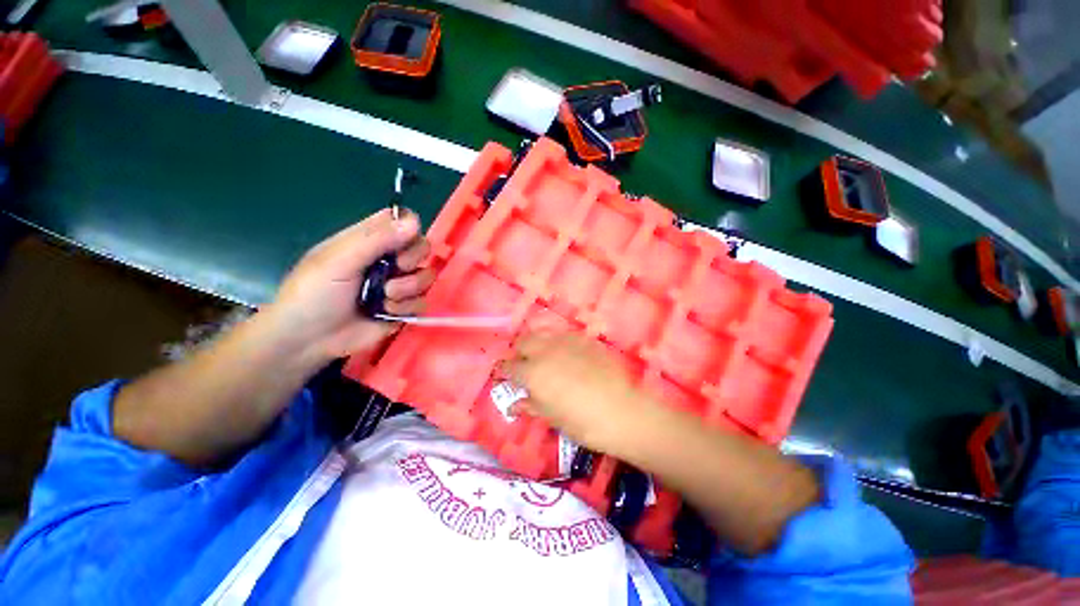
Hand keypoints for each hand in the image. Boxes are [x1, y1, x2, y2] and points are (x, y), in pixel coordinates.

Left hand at [268, 209, 434, 362]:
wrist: (309, 340)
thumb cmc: (314, 293)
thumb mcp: (339, 261)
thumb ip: (376, 240)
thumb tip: (413, 223)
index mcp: (370, 240)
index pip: (402, 220)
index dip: (410, 227)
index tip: (402, 242)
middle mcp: (389, 259)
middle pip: (422, 246)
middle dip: (412, 260)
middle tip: (395, 268)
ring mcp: (399, 284)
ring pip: (426, 276)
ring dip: (408, 288)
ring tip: (384, 299)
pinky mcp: (405, 307)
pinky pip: (423, 301)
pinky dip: (406, 308)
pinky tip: (386, 312)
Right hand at [500, 331, 661, 454]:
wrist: (622, 411)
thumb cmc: (582, 422)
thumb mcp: (552, 417)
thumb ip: (530, 405)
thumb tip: (514, 405)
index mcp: (533, 372)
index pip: (510, 366)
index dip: (505, 371)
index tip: (504, 375)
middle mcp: (546, 351)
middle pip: (524, 342)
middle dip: (519, 352)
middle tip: (524, 365)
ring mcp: (566, 341)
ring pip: (542, 333)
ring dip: (537, 343)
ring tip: (543, 357)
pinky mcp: (584, 339)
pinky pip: (563, 335)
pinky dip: (557, 342)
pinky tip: (565, 354)